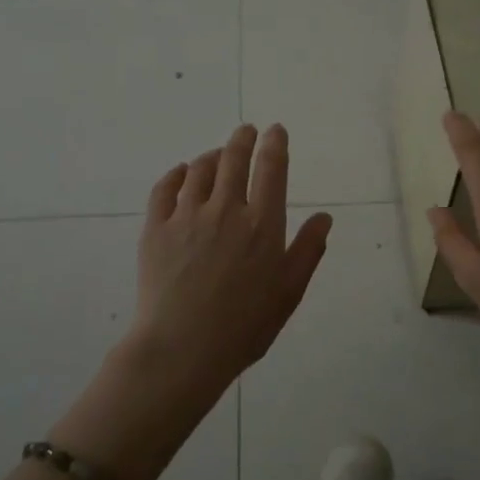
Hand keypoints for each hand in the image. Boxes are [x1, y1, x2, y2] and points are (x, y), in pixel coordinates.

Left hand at [128, 124, 333, 395]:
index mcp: (262, 224)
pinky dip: (175, 175)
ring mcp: (187, 216)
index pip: (271, 168)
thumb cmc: (245, 325)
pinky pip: (164, 188)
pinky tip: (180, 174)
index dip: (275, 144)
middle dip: (242, 139)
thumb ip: (308, 250)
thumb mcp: (289, 292)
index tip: (275, 130)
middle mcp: (226, 209)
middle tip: (246, 131)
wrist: (182, 348)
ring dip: (211, 156)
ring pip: (199, 169)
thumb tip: (324, 216)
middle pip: (233, 158)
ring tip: (217, 155)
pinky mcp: (156, 228)